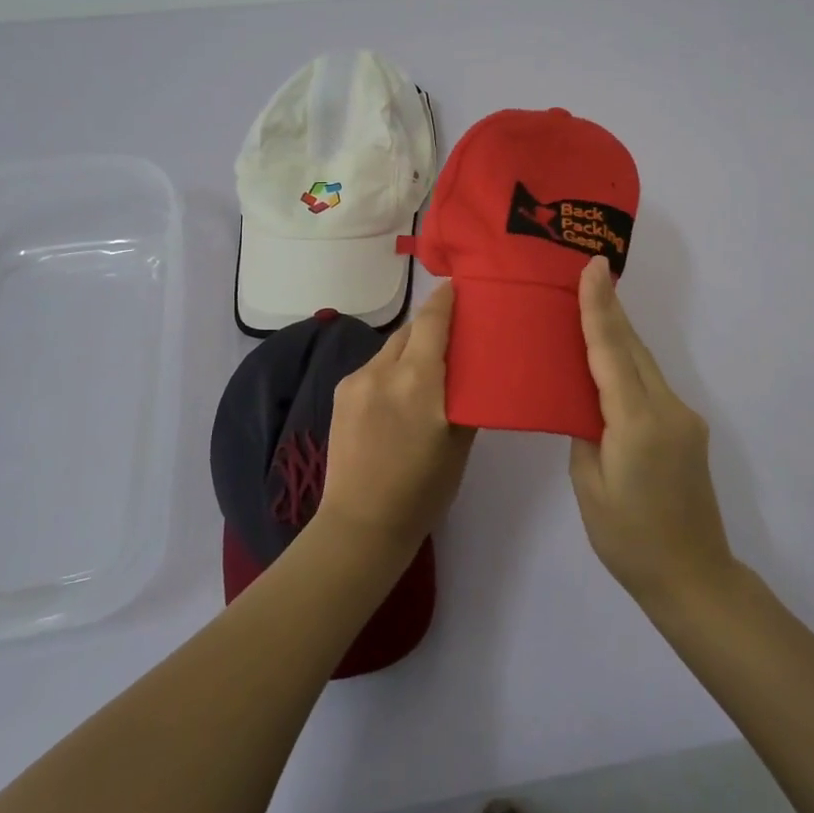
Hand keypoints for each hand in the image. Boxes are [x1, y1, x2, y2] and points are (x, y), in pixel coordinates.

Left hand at [319, 282, 475, 560]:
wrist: (360, 524)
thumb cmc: (422, 490)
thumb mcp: (459, 443)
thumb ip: (466, 397)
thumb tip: (472, 369)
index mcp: (418, 380)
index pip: (433, 320)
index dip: (446, 298)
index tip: (460, 287)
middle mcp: (384, 370)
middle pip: (411, 330)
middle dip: (432, 327)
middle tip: (455, 335)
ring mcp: (356, 380)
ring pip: (391, 348)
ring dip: (411, 350)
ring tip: (428, 370)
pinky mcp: (341, 393)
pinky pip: (374, 367)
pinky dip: (391, 369)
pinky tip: (399, 395)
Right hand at [569, 256, 735, 606]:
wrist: (694, 576)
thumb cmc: (628, 539)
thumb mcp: (590, 486)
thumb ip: (586, 433)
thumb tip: (585, 402)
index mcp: (637, 424)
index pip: (612, 353)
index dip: (600, 308)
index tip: (593, 268)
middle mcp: (667, 410)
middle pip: (633, 349)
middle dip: (610, 310)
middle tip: (587, 272)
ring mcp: (684, 418)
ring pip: (645, 364)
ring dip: (619, 336)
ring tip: (592, 307)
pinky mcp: (689, 429)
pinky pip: (652, 385)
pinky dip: (629, 366)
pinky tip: (610, 363)